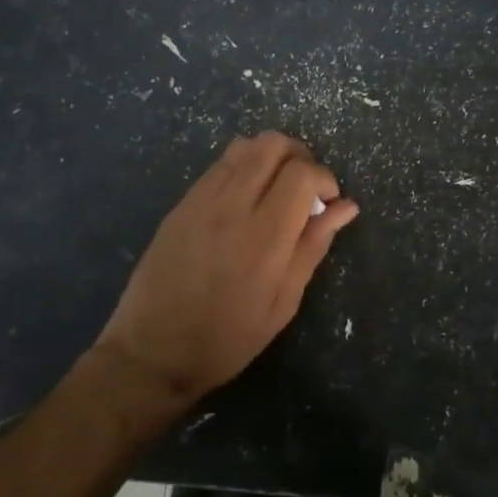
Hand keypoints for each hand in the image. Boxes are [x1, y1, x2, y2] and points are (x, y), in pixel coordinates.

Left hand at [96, 133, 357, 407]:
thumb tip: (346, 206)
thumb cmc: (226, 339)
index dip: (325, 178)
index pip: (302, 173)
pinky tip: (245, 201)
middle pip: (273, 144)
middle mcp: (232, 205)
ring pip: (244, 146)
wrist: (151, 352)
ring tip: (276, 190)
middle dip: (300, 157)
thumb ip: (313, 246)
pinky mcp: (181, 203)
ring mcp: (201, 200)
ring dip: (270, 157)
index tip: (328, 203)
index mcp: (264, 235)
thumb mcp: (282, 303)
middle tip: (305, 189)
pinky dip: (243, 168)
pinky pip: (219, 165)